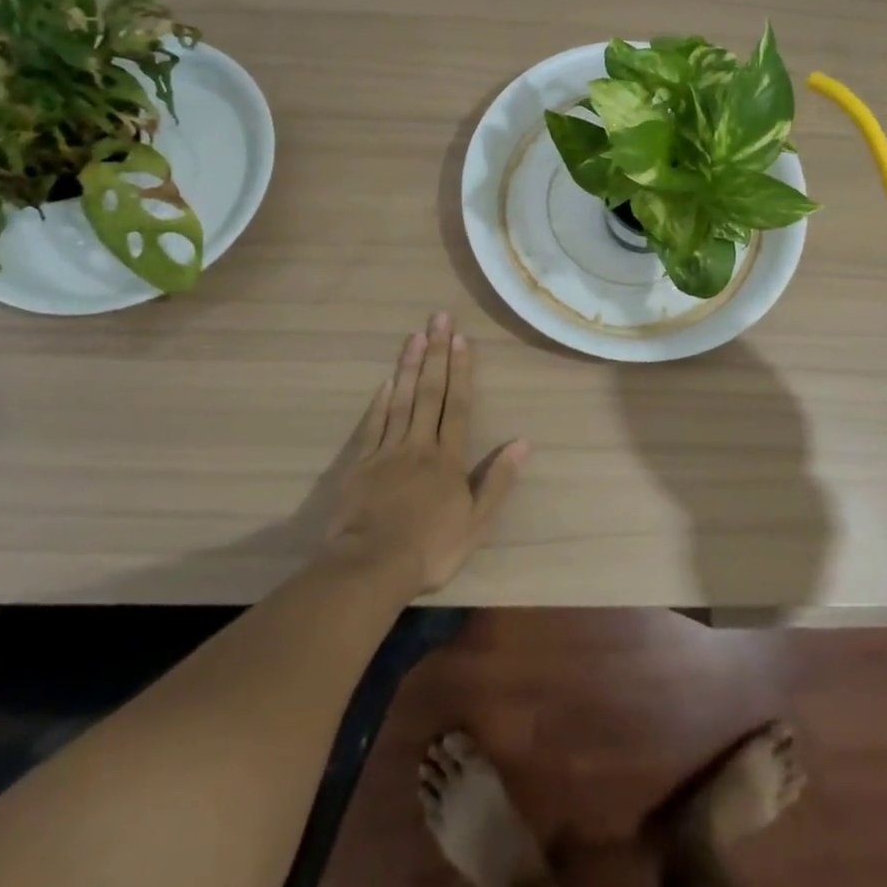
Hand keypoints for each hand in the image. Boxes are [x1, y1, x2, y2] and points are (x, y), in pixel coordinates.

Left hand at [326, 314, 527, 595]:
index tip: (461, 339)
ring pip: (402, 400)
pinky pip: (374, 425)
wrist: (369, 567)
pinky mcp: (361, 464)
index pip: (458, 405)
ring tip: (415, 336)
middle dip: (436, 354)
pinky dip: (381, 401)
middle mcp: (420, 445)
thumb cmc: (430, 549)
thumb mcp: (476, 523)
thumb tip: (524, 442)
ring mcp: (388, 452)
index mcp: (449, 459)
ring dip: (410, 367)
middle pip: (431, 393)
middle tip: (438, 319)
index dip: (461, 371)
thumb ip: (499, 480)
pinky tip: (387, 381)